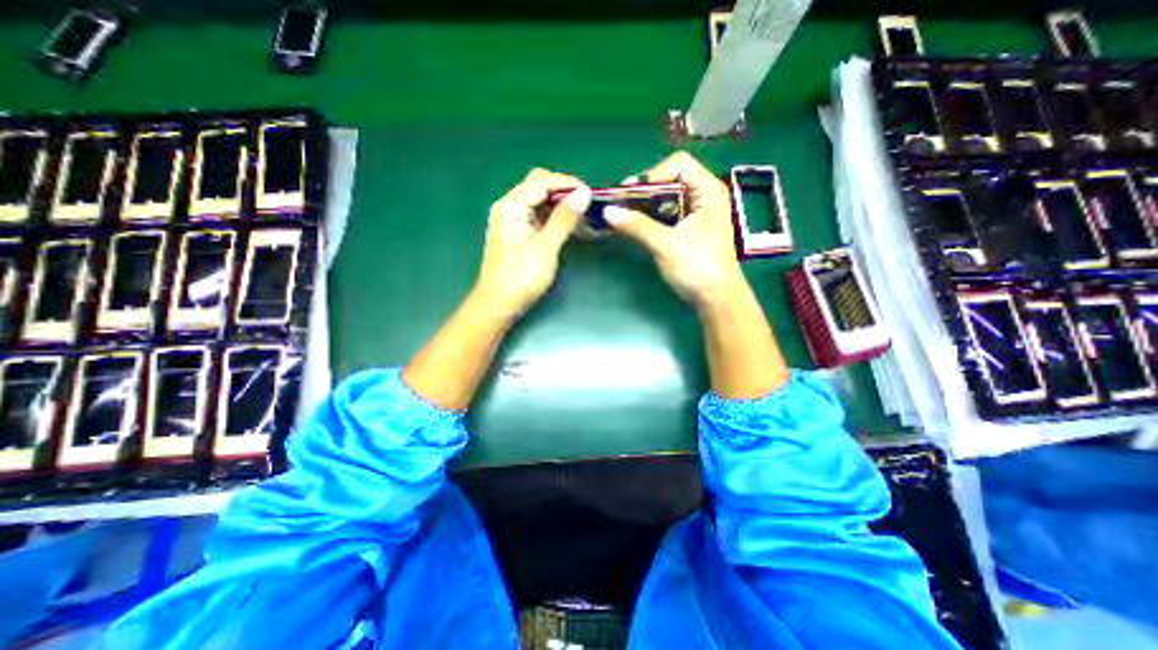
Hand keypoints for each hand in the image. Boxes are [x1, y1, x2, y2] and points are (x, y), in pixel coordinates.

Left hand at [475, 168, 590, 319]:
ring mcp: (515, 220)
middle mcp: (511, 207)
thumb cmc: (520, 278)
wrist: (499, 305)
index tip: (591, 194)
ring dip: (561, 203)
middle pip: (539, 185)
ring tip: (583, 214)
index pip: (541, 182)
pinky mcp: (521, 233)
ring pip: (541, 200)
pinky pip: (541, 216)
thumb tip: (583, 194)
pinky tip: (570, 224)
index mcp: (511, 206)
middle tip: (586, 204)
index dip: (567, 184)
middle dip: (563, 191)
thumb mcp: (544, 248)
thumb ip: (563, 219)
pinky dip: (556, 216)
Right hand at [606, 151, 740, 309]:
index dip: (653, 174)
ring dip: (645, 205)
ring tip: (624, 215)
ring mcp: (696, 213)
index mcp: (708, 192)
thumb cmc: (698, 269)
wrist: (716, 300)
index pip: (679, 164)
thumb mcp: (666, 245)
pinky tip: (635, 226)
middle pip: (670, 179)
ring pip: (666, 197)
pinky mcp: (688, 228)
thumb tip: (608, 211)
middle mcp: (703, 197)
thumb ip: (638, 226)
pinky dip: (650, 217)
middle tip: (621, 205)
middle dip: (644, 191)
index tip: (631, 194)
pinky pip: (666, 213)